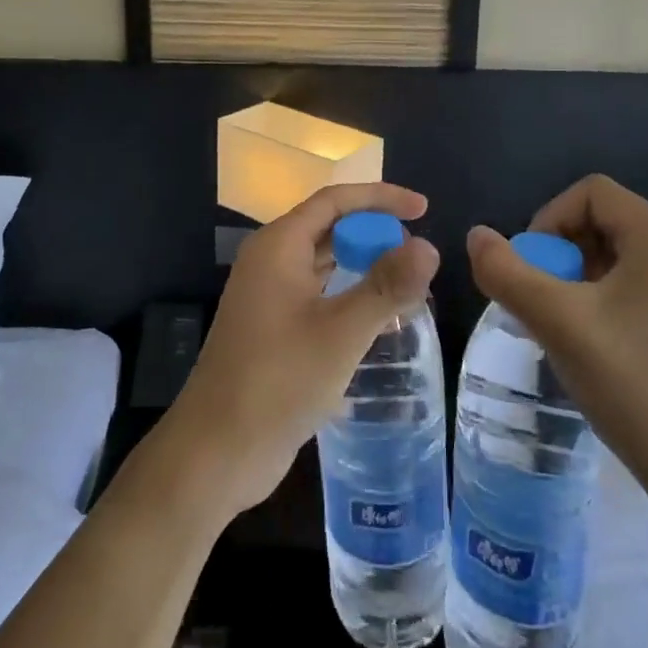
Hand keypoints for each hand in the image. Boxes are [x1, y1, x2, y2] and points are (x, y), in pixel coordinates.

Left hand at [159, 183, 439, 519]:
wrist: (217, 450)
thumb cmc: (278, 381)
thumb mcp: (340, 333)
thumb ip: (385, 287)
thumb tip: (429, 247)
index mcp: (279, 246)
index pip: (334, 201)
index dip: (380, 198)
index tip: (423, 208)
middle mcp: (271, 260)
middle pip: (329, 227)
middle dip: (373, 232)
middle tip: (418, 254)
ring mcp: (269, 294)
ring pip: (323, 262)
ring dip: (363, 264)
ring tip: (407, 280)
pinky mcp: (273, 326)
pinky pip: (318, 292)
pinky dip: (349, 293)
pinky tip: (378, 317)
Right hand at [467, 175, 647, 499]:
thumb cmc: (633, 383)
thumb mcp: (556, 321)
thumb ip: (505, 271)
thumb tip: (476, 236)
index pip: (590, 193)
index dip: (548, 220)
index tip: (533, 269)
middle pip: (606, 222)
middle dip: (563, 252)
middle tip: (544, 301)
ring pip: (622, 255)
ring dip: (581, 277)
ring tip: (565, 324)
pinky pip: (644, 283)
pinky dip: (609, 297)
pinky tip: (598, 342)